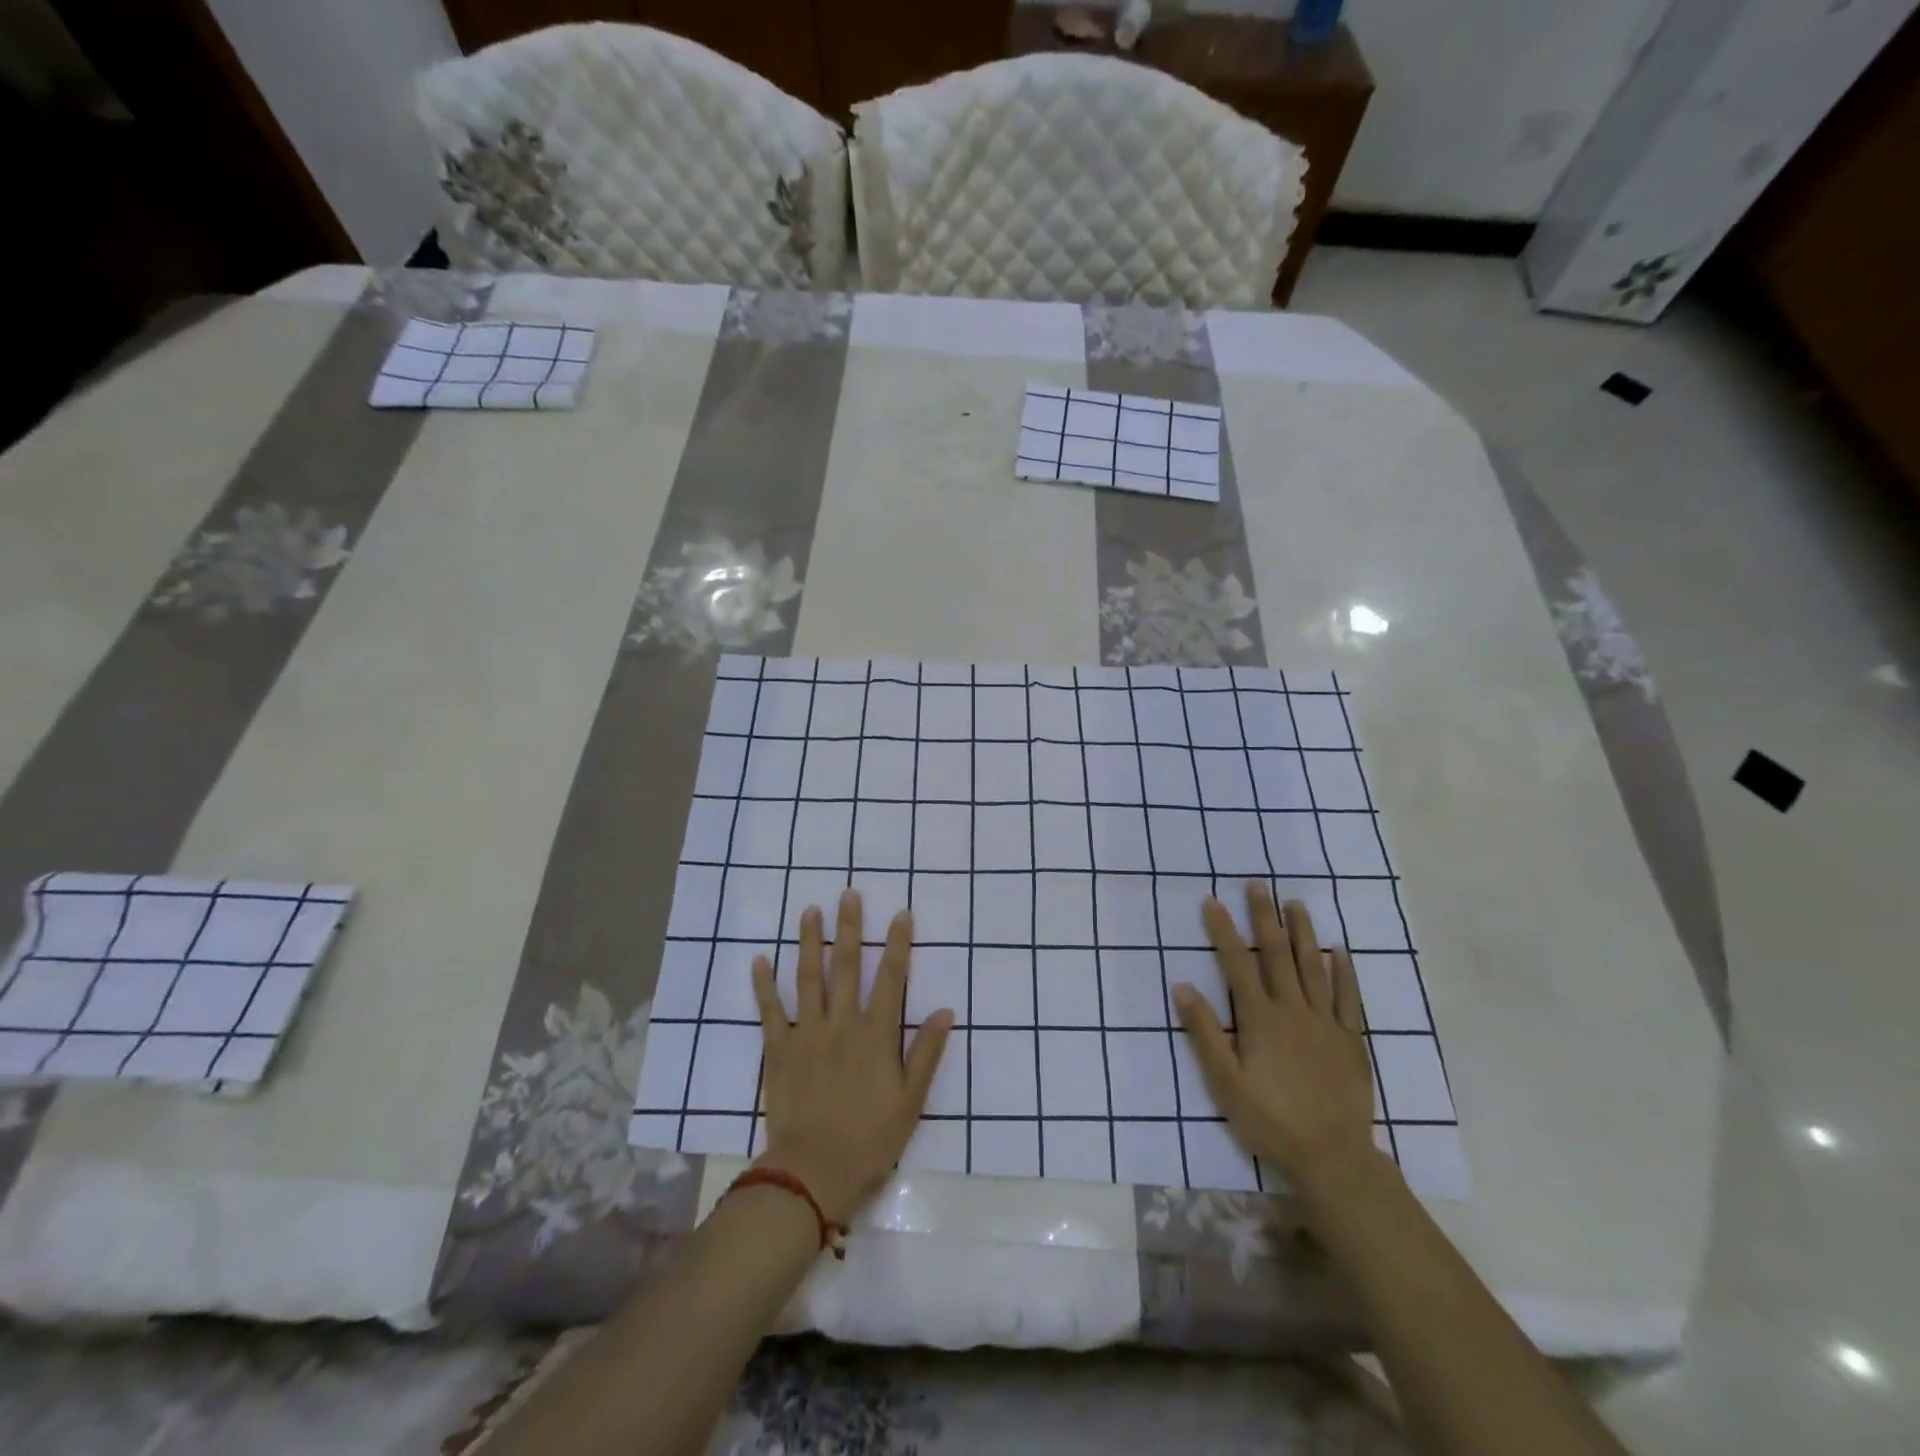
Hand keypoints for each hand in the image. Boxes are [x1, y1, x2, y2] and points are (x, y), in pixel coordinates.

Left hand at [751, 890, 953, 1225]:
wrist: (813, 1171)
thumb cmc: (870, 1138)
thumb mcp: (910, 1100)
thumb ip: (926, 1053)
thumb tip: (944, 1011)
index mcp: (876, 1034)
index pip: (890, 978)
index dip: (897, 944)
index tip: (900, 914)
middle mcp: (841, 1023)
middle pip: (846, 966)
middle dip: (849, 927)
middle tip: (848, 894)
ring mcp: (807, 1033)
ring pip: (808, 978)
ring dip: (810, 942)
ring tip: (810, 911)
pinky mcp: (778, 1049)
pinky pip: (770, 1010)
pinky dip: (764, 984)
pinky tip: (760, 959)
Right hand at [1172, 884, 1376, 1188]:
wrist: (1332, 1157)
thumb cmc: (1269, 1120)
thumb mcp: (1224, 1081)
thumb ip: (1203, 1032)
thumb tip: (1181, 985)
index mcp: (1260, 1019)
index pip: (1237, 964)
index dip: (1223, 931)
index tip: (1213, 900)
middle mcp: (1293, 1010)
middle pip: (1276, 955)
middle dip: (1264, 918)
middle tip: (1258, 885)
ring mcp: (1325, 1023)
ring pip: (1313, 967)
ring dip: (1303, 933)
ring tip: (1295, 904)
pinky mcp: (1350, 1040)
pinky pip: (1348, 998)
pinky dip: (1344, 973)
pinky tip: (1340, 953)